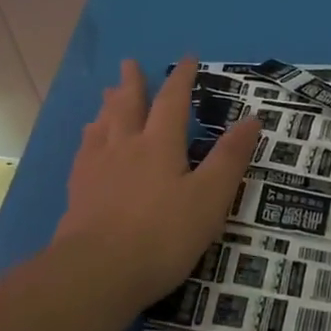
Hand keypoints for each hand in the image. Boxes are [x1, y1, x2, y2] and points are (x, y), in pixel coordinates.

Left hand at [53, 57, 260, 305]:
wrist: (98, 271)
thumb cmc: (162, 235)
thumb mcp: (210, 198)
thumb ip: (229, 158)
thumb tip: (252, 119)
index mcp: (159, 144)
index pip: (172, 101)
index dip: (181, 78)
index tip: (187, 58)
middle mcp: (125, 146)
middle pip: (128, 105)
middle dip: (133, 83)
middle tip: (128, 63)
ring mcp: (97, 167)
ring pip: (103, 124)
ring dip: (109, 105)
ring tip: (107, 93)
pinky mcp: (78, 191)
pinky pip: (85, 151)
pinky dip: (89, 136)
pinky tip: (88, 140)